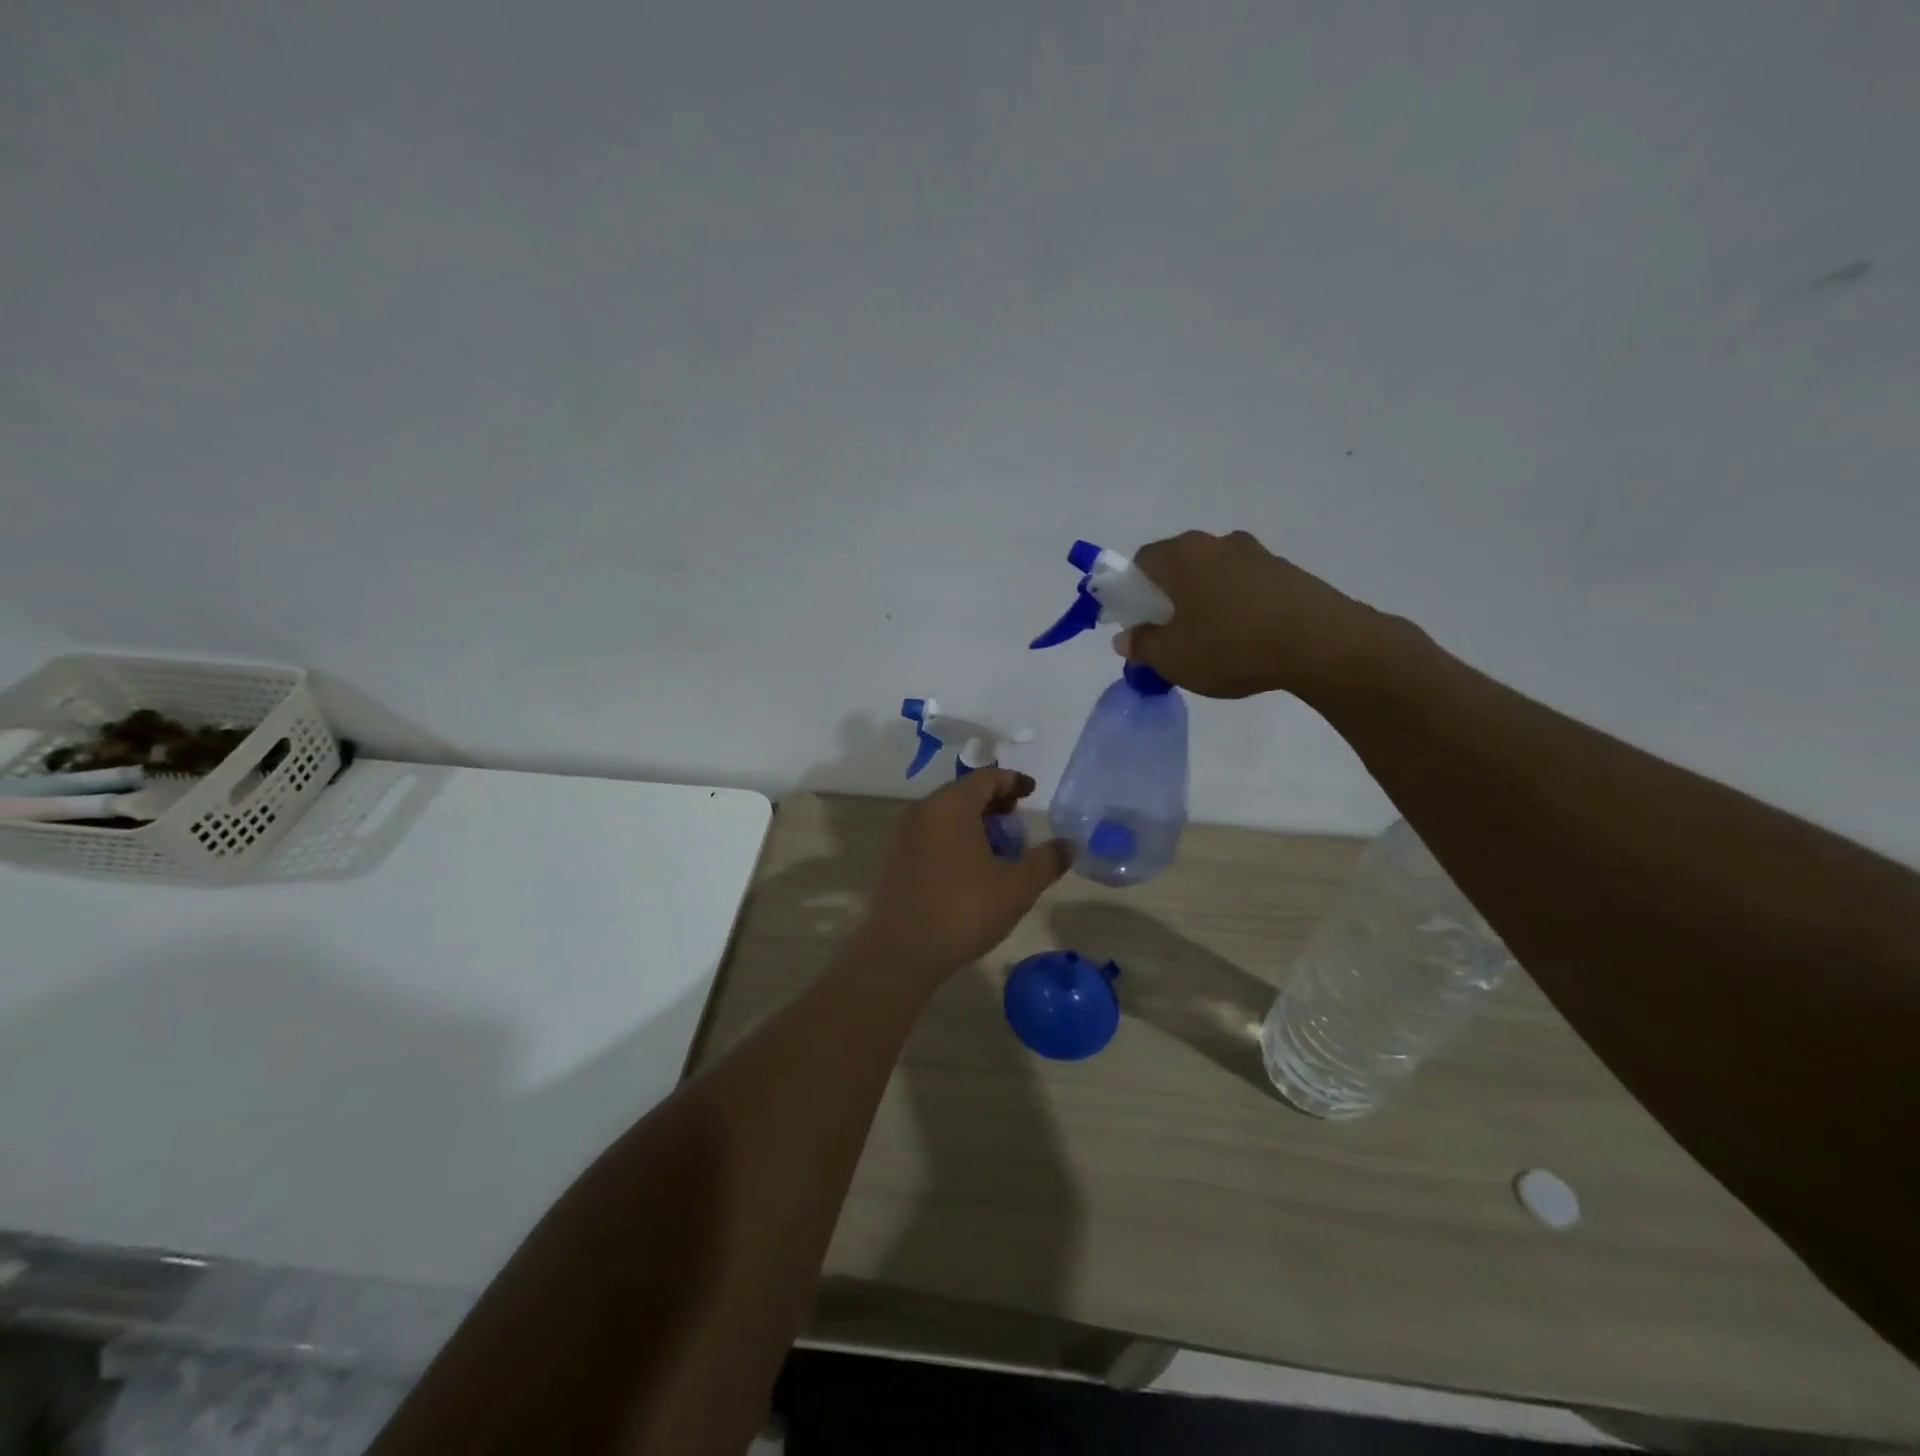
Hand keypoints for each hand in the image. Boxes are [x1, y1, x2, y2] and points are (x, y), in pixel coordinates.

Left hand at [856, 769, 1070, 984]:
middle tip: (1018, 820)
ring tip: (1000, 847)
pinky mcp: (898, 859)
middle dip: (995, 802)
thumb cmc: (963, 909)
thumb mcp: (1017, 887)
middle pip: (964, 792)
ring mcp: (906, 835)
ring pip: (947, 814)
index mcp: (951, 805)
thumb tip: (1069, 845)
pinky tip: (973, 868)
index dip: (1013, 781)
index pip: (986, 777)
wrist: (901, 951)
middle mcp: (924, 811)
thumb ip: (1047, 861)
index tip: (1032, 792)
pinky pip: (933, 834)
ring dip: (976, 822)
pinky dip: (956, 838)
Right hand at [1118, 530, 1392, 700]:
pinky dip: (1235, 606)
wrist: (1322, 644)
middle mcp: (1217, 543)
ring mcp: (1256, 554)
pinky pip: (1244, 586)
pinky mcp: (1286, 572)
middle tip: (1169, 636)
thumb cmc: (1232, 646)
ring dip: (1203, 602)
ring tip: (1210, 642)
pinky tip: (1244, 640)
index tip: (1136, 624)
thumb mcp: (1173, 658)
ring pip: (1213, 576)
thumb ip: (1142, 646)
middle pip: (1178, 566)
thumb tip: (1126, 638)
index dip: (1130, 592)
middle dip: (1167, 598)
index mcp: (1183, 555)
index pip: (1141, 562)